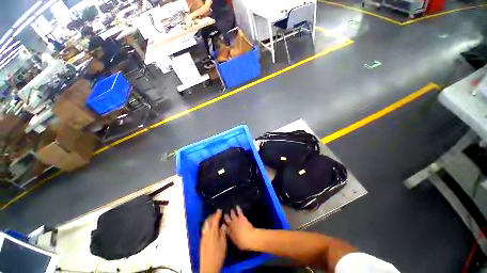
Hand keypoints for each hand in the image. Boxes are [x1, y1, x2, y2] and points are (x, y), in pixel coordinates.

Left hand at [200, 210, 226, 272]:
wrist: (208, 267)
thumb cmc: (218, 256)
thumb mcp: (223, 244)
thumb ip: (223, 233)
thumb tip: (223, 225)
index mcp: (213, 233)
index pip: (215, 221)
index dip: (217, 214)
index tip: (220, 210)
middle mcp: (207, 234)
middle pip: (208, 222)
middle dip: (212, 216)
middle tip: (217, 213)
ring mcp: (203, 237)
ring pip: (205, 225)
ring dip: (209, 220)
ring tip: (213, 218)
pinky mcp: (202, 241)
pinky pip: (204, 229)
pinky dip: (207, 225)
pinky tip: (210, 226)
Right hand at [224, 206, 256, 250]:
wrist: (249, 238)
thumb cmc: (242, 243)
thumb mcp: (235, 242)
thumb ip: (231, 237)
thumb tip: (228, 234)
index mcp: (229, 233)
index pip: (224, 228)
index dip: (223, 225)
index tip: (221, 223)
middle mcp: (231, 225)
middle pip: (227, 220)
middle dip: (225, 217)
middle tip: (224, 215)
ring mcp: (236, 220)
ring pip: (232, 214)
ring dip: (231, 212)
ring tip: (231, 210)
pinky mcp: (241, 217)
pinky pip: (239, 211)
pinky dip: (238, 208)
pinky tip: (237, 206)